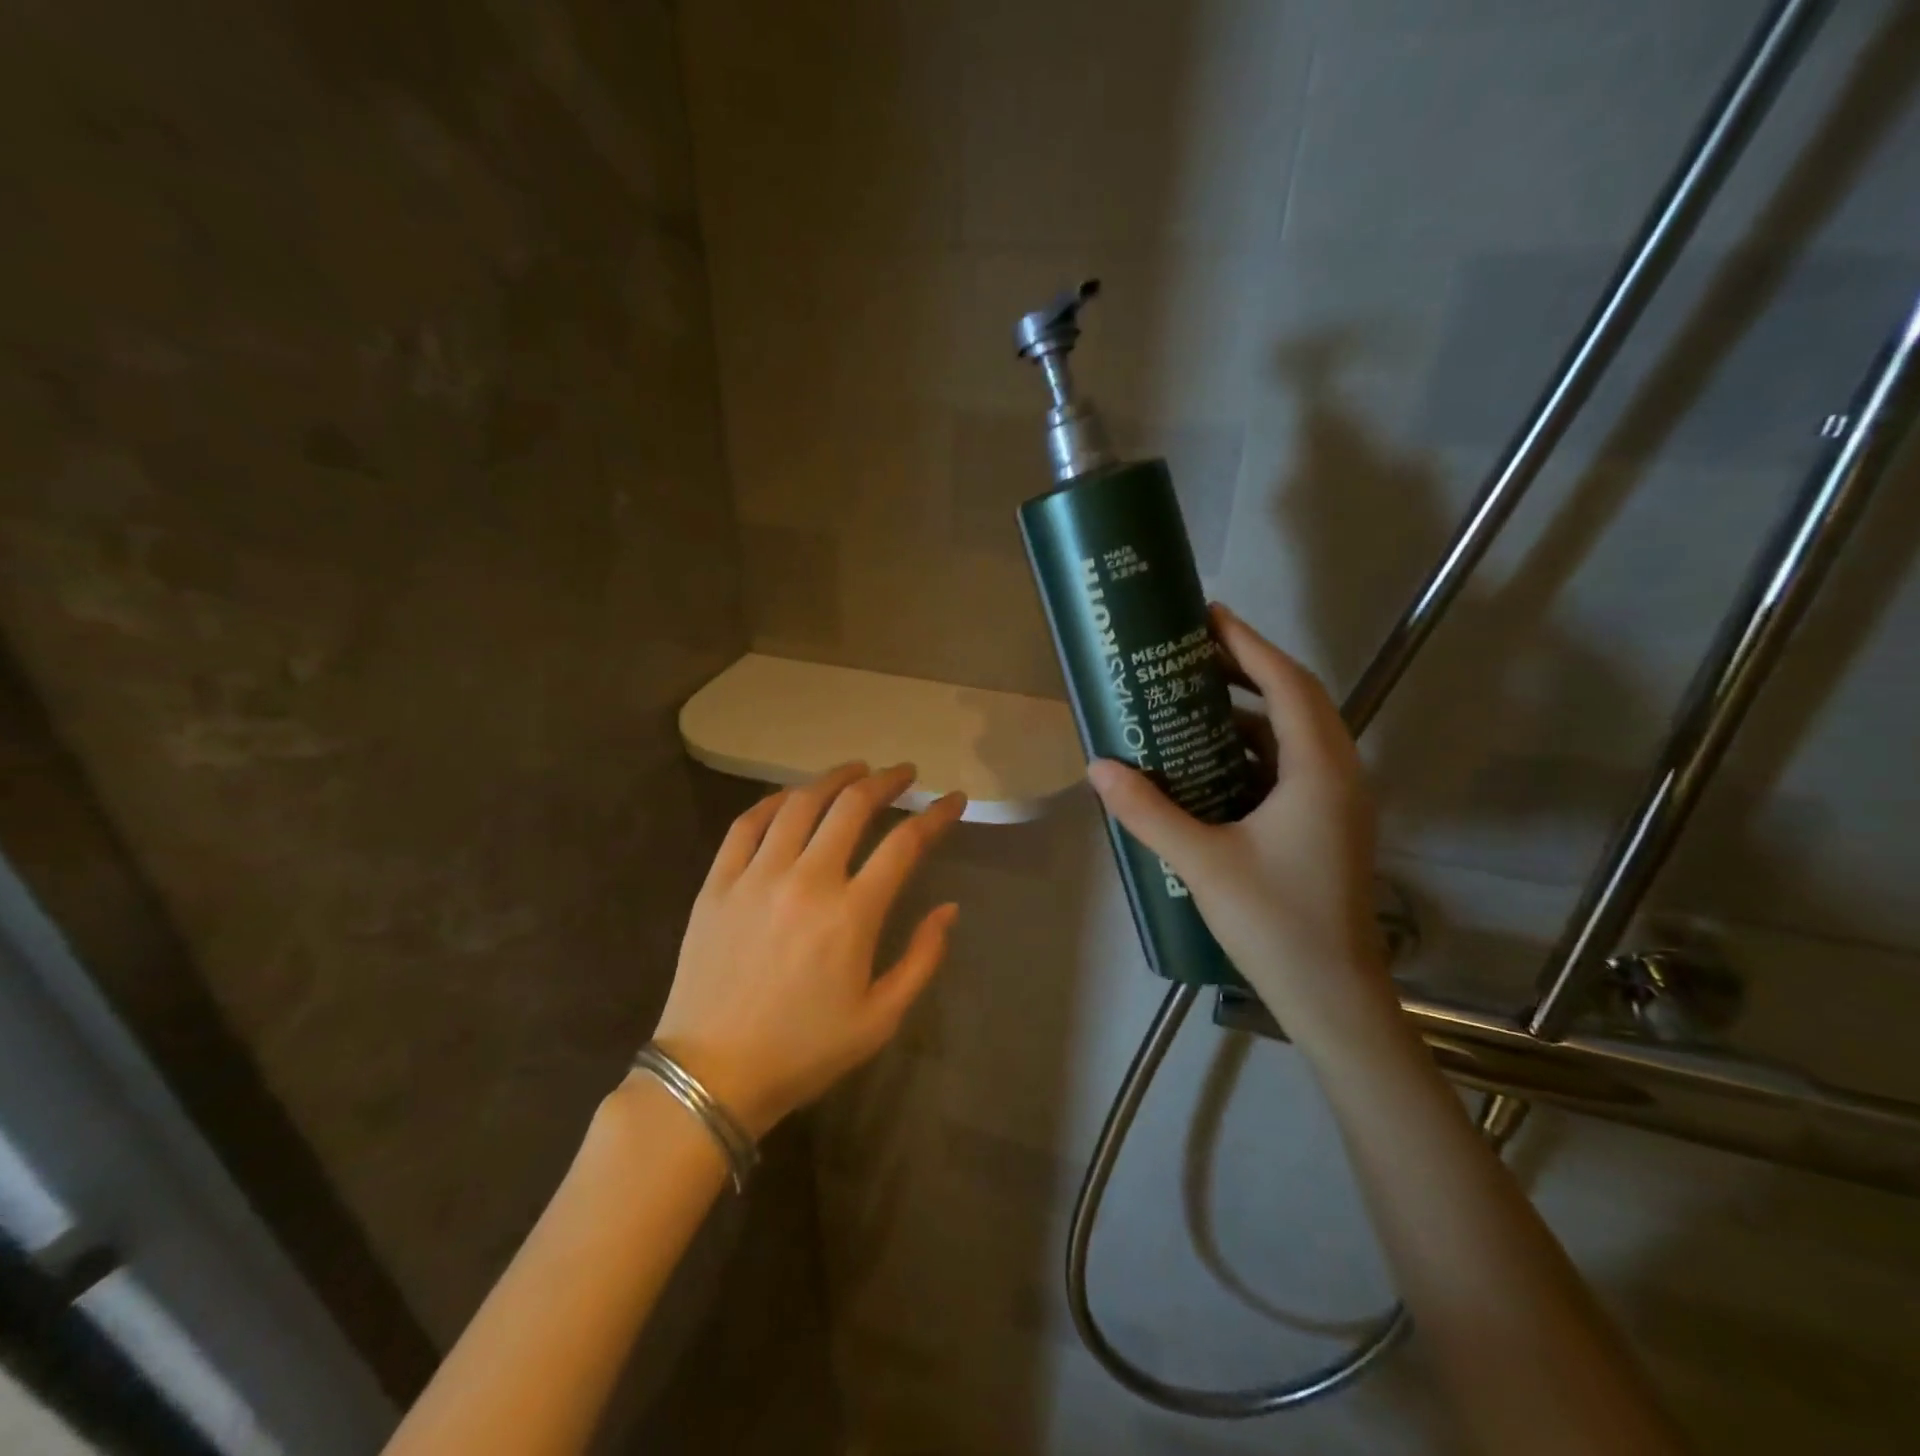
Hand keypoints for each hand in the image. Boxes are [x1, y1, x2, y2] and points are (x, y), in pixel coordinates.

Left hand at [650, 763, 964, 1138]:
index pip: (905, 844)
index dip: (936, 816)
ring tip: (855, 770)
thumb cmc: (803, 1051)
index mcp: (851, 915)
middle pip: (852, 807)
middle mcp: (806, 880)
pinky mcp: (717, 883)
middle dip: (886, 782)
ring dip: (833, 779)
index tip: (952, 801)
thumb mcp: (880, 1019)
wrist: (711, 1076)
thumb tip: (949, 909)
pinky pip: (746, 824)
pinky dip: (773, 801)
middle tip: (904, 774)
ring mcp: (756, 876)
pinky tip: (791, 797)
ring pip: (799, 804)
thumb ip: (922, 959)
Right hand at [1086, 605, 1392, 1046]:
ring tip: (1194, 699)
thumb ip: (1147, 811)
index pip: (1286, 685)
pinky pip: (1291, 765)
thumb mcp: (1201, 862)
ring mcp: (1336, 800)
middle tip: (1193, 651)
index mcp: (1316, 770)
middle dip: (1247, 668)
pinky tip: (1211, 760)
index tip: (1209, 616)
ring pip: (1295, 733)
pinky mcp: (1326, 823)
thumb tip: (1098, 767)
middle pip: (1296, 699)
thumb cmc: (1274, 922)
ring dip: (1250, 709)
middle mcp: (1336, 774)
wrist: (1332, 995)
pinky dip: (1253, 748)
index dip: (1248, 645)